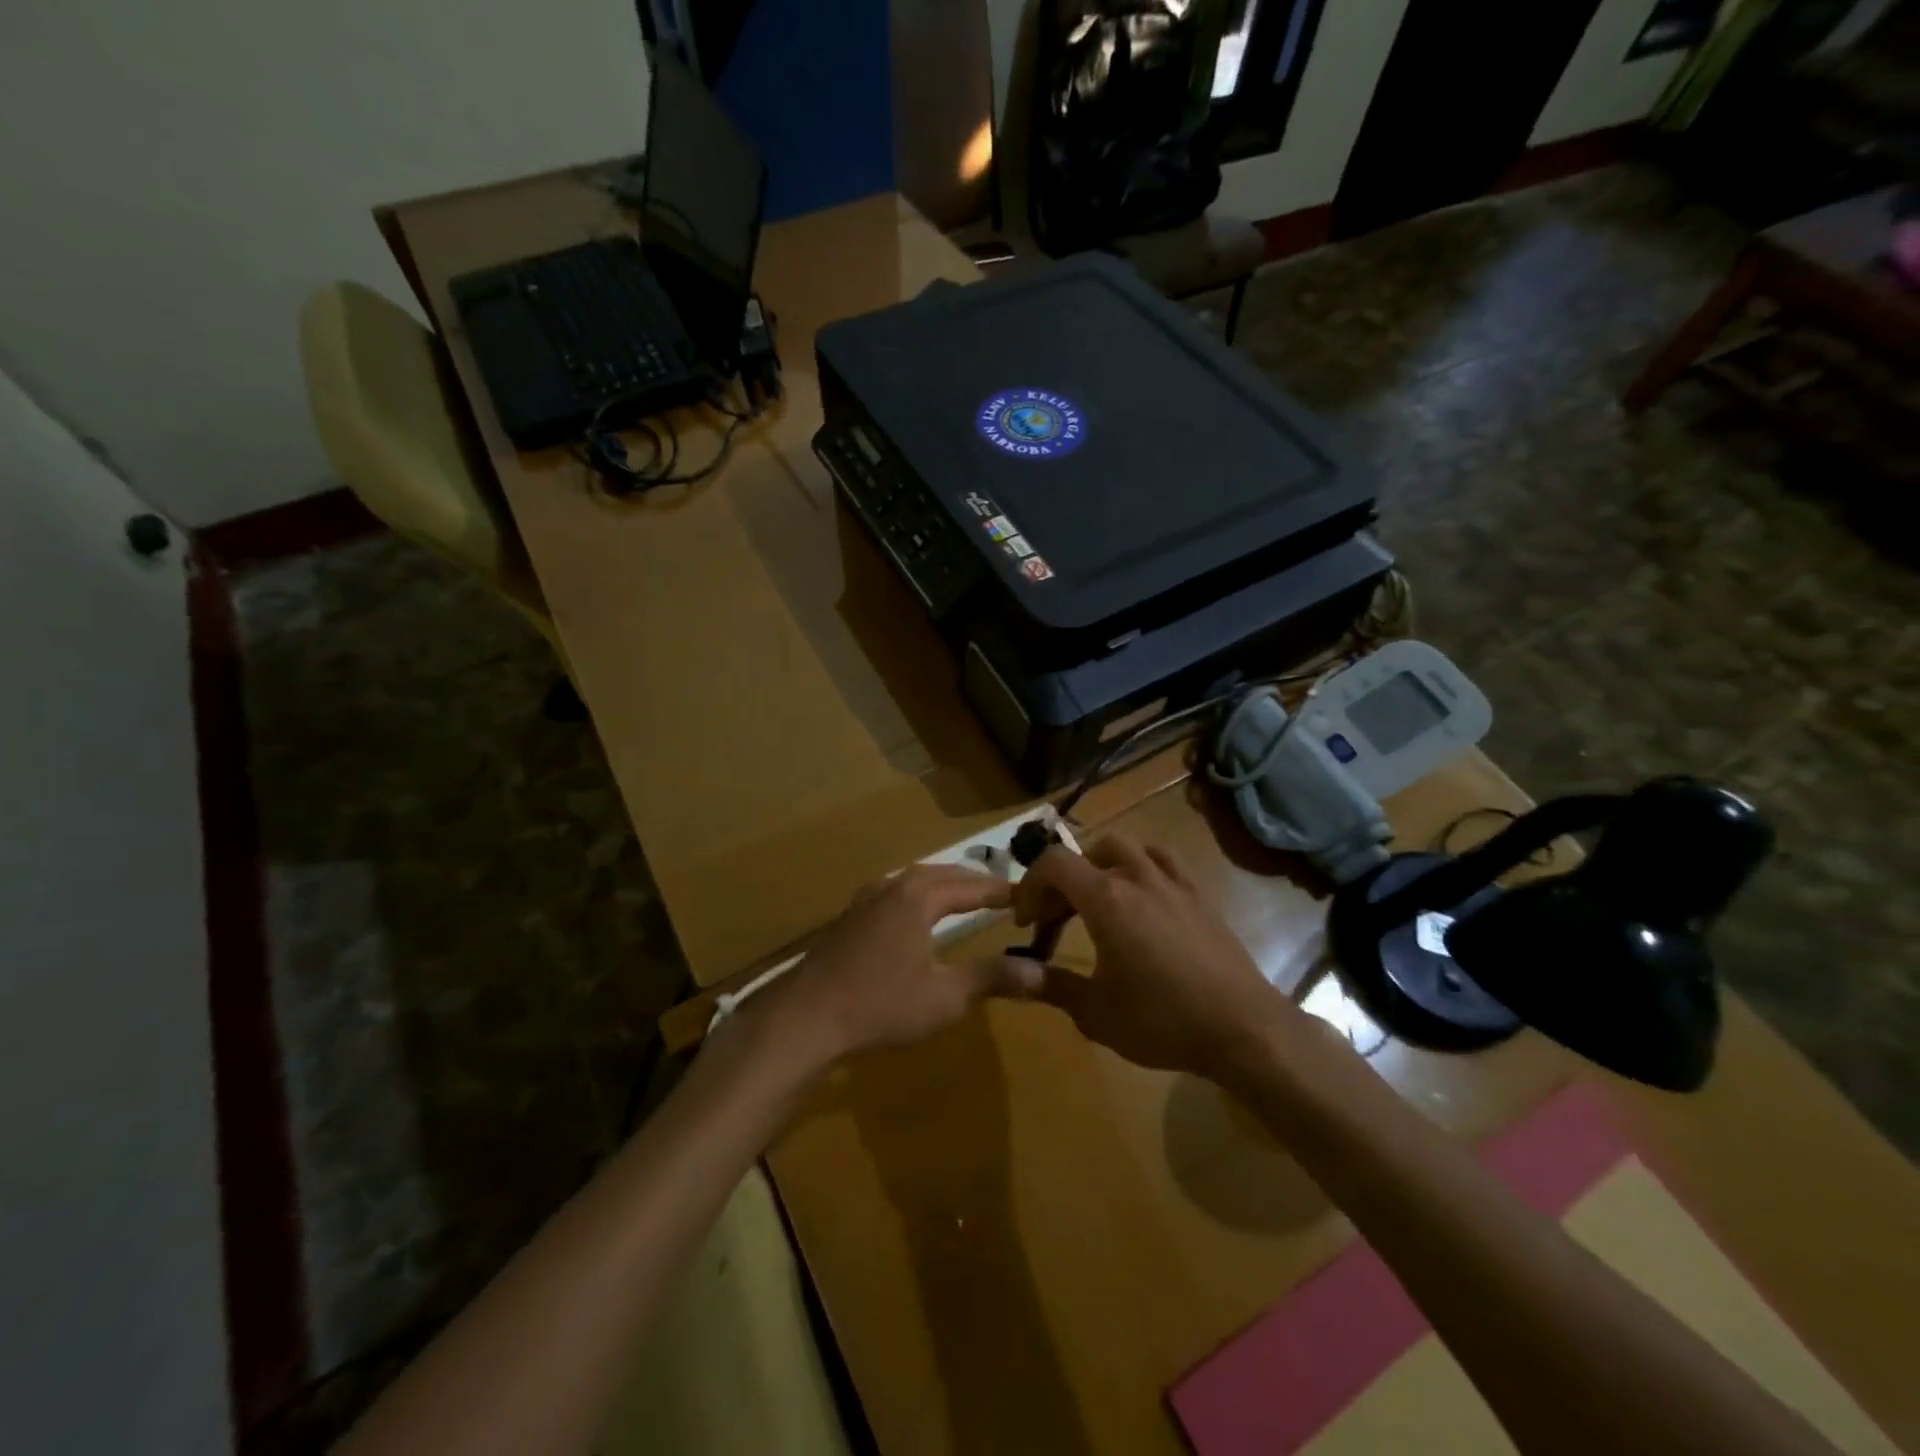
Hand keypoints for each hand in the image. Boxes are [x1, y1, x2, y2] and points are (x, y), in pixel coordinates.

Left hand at [753, 865, 1042, 1064]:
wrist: (804, 1017)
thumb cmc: (880, 1005)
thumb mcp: (945, 997)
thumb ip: (992, 978)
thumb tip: (1041, 971)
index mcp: (919, 896)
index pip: (973, 886)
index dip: (1003, 891)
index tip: (1030, 897)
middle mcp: (892, 886)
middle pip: (944, 874)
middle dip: (975, 883)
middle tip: (1004, 894)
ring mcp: (866, 899)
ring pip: (916, 881)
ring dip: (946, 886)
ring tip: (967, 898)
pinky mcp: (850, 917)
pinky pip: (896, 893)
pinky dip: (920, 896)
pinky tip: (918, 916)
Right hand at [1000, 835, 1293, 1076]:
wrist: (1242, 1027)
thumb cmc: (1162, 1020)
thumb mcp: (1095, 1012)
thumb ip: (1049, 985)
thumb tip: (1010, 975)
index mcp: (1106, 899)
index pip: (1054, 863)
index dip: (1030, 885)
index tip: (1026, 922)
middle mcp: (1136, 877)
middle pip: (1086, 853)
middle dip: (1061, 880)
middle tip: (1054, 919)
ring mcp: (1172, 881)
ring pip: (1124, 847)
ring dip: (1098, 865)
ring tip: (1094, 899)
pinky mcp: (1198, 894)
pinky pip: (1161, 859)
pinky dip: (1138, 866)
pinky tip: (1141, 895)